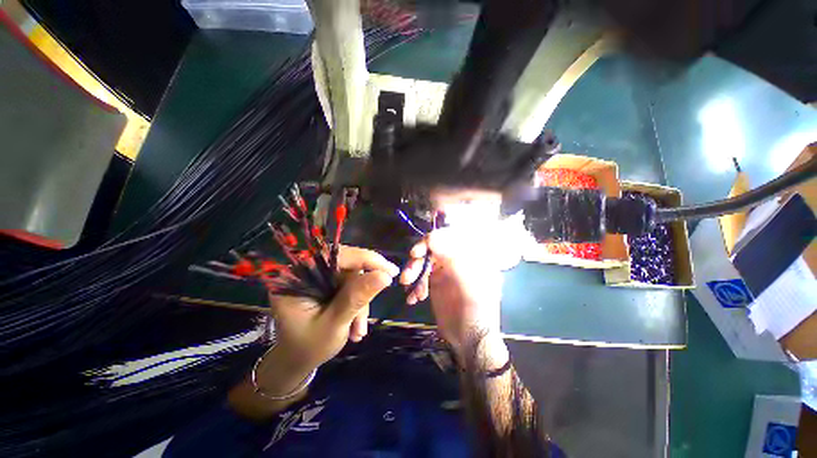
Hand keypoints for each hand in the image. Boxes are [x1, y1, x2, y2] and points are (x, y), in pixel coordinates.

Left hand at [269, 246, 398, 370]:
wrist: (295, 362)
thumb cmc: (307, 348)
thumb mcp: (334, 324)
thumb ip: (357, 298)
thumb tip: (385, 275)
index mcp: (298, 275)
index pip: (338, 256)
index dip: (367, 260)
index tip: (391, 271)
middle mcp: (307, 270)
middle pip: (347, 266)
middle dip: (362, 292)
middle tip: (369, 314)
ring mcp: (317, 276)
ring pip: (352, 277)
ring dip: (360, 303)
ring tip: (358, 330)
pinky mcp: (325, 283)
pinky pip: (350, 284)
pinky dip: (356, 303)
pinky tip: (355, 326)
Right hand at [401, 228, 504, 354]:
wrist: (470, 340)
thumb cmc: (476, 312)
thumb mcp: (468, 283)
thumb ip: (451, 258)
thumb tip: (432, 236)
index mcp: (469, 255)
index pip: (447, 237)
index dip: (429, 242)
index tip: (416, 254)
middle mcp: (456, 259)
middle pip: (431, 250)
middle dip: (417, 263)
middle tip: (407, 278)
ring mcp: (445, 270)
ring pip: (423, 263)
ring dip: (413, 275)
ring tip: (409, 290)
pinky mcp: (435, 282)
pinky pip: (420, 276)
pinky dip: (414, 285)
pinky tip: (413, 298)